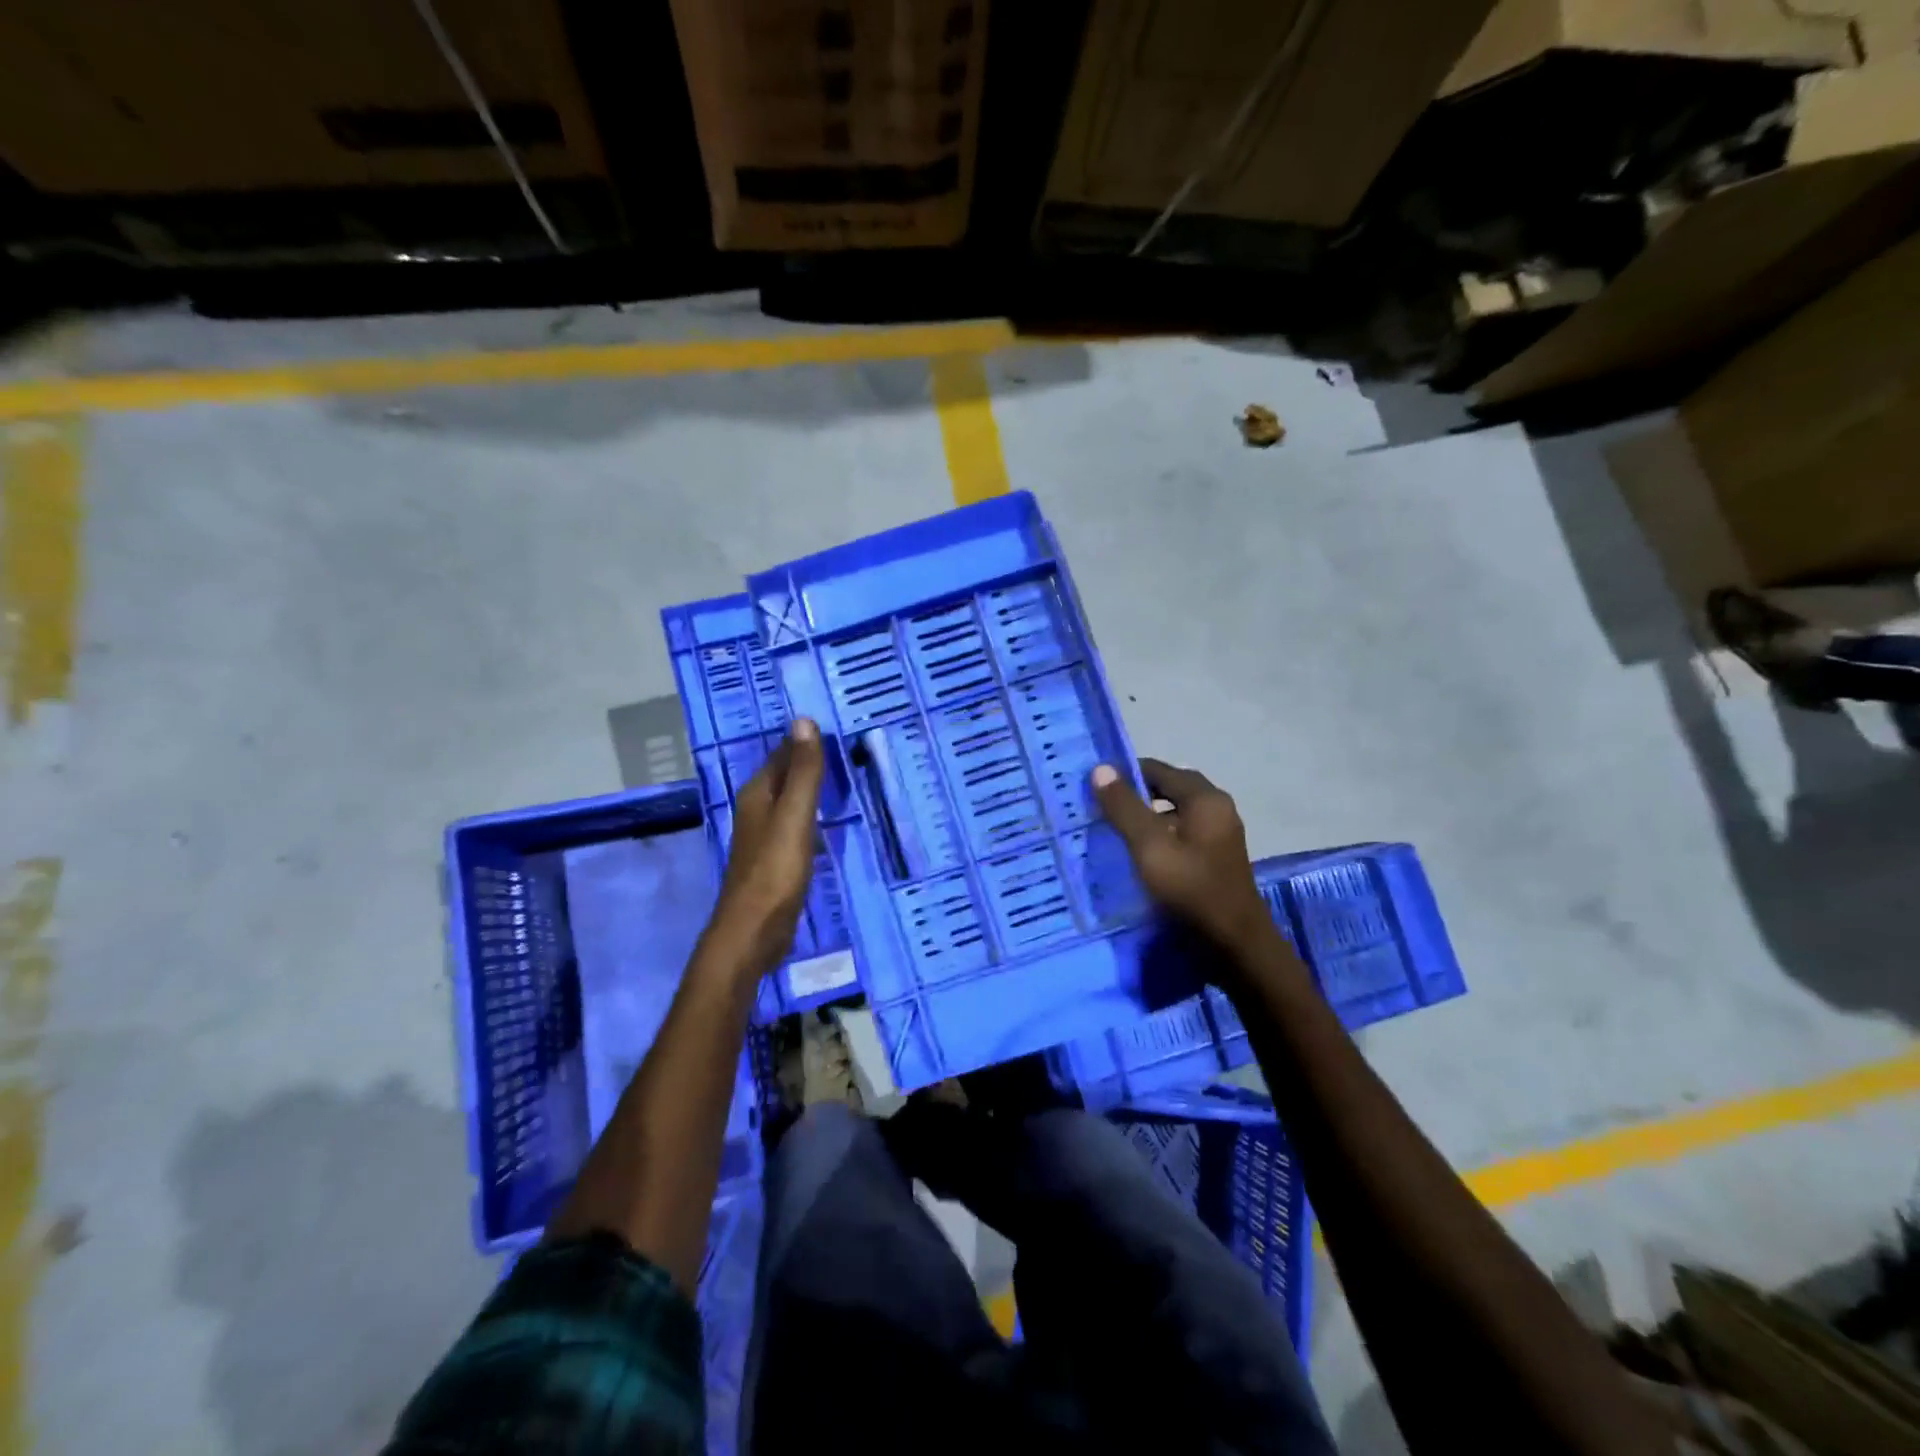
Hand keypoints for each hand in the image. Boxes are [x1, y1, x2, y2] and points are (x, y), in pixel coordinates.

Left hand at [712, 719, 825, 973]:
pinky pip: (797, 825)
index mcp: (758, 794)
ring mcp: (765, 836)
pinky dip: (813, 815)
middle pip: (786, 775)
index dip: (807, 739)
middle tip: (851, 747)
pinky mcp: (776, 859)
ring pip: (791, 800)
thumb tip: (803, 720)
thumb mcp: (794, 817)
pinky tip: (831, 819)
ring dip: (813, 788)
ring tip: (847, 776)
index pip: (783, 753)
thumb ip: (802, 773)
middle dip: (811, 761)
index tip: (839, 725)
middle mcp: (757, 809)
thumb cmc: (774, 872)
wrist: (753, 933)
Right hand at [1092, 757, 1274, 954]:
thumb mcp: (1149, 846)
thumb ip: (1124, 807)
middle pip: (1169, 789)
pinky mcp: (1215, 860)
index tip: (1094, 783)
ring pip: (1175, 814)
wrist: (1234, 945)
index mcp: (1205, 799)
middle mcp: (1217, 809)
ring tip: (1112, 829)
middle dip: (1135, 794)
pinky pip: (1182, 835)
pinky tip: (1138, 854)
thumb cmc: (1190, 889)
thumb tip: (1100, 768)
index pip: (1159, 770)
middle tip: (1100, 805)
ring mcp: (1219, 836)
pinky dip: (1159, 837)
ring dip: (1146, 817)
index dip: (1125, 772)